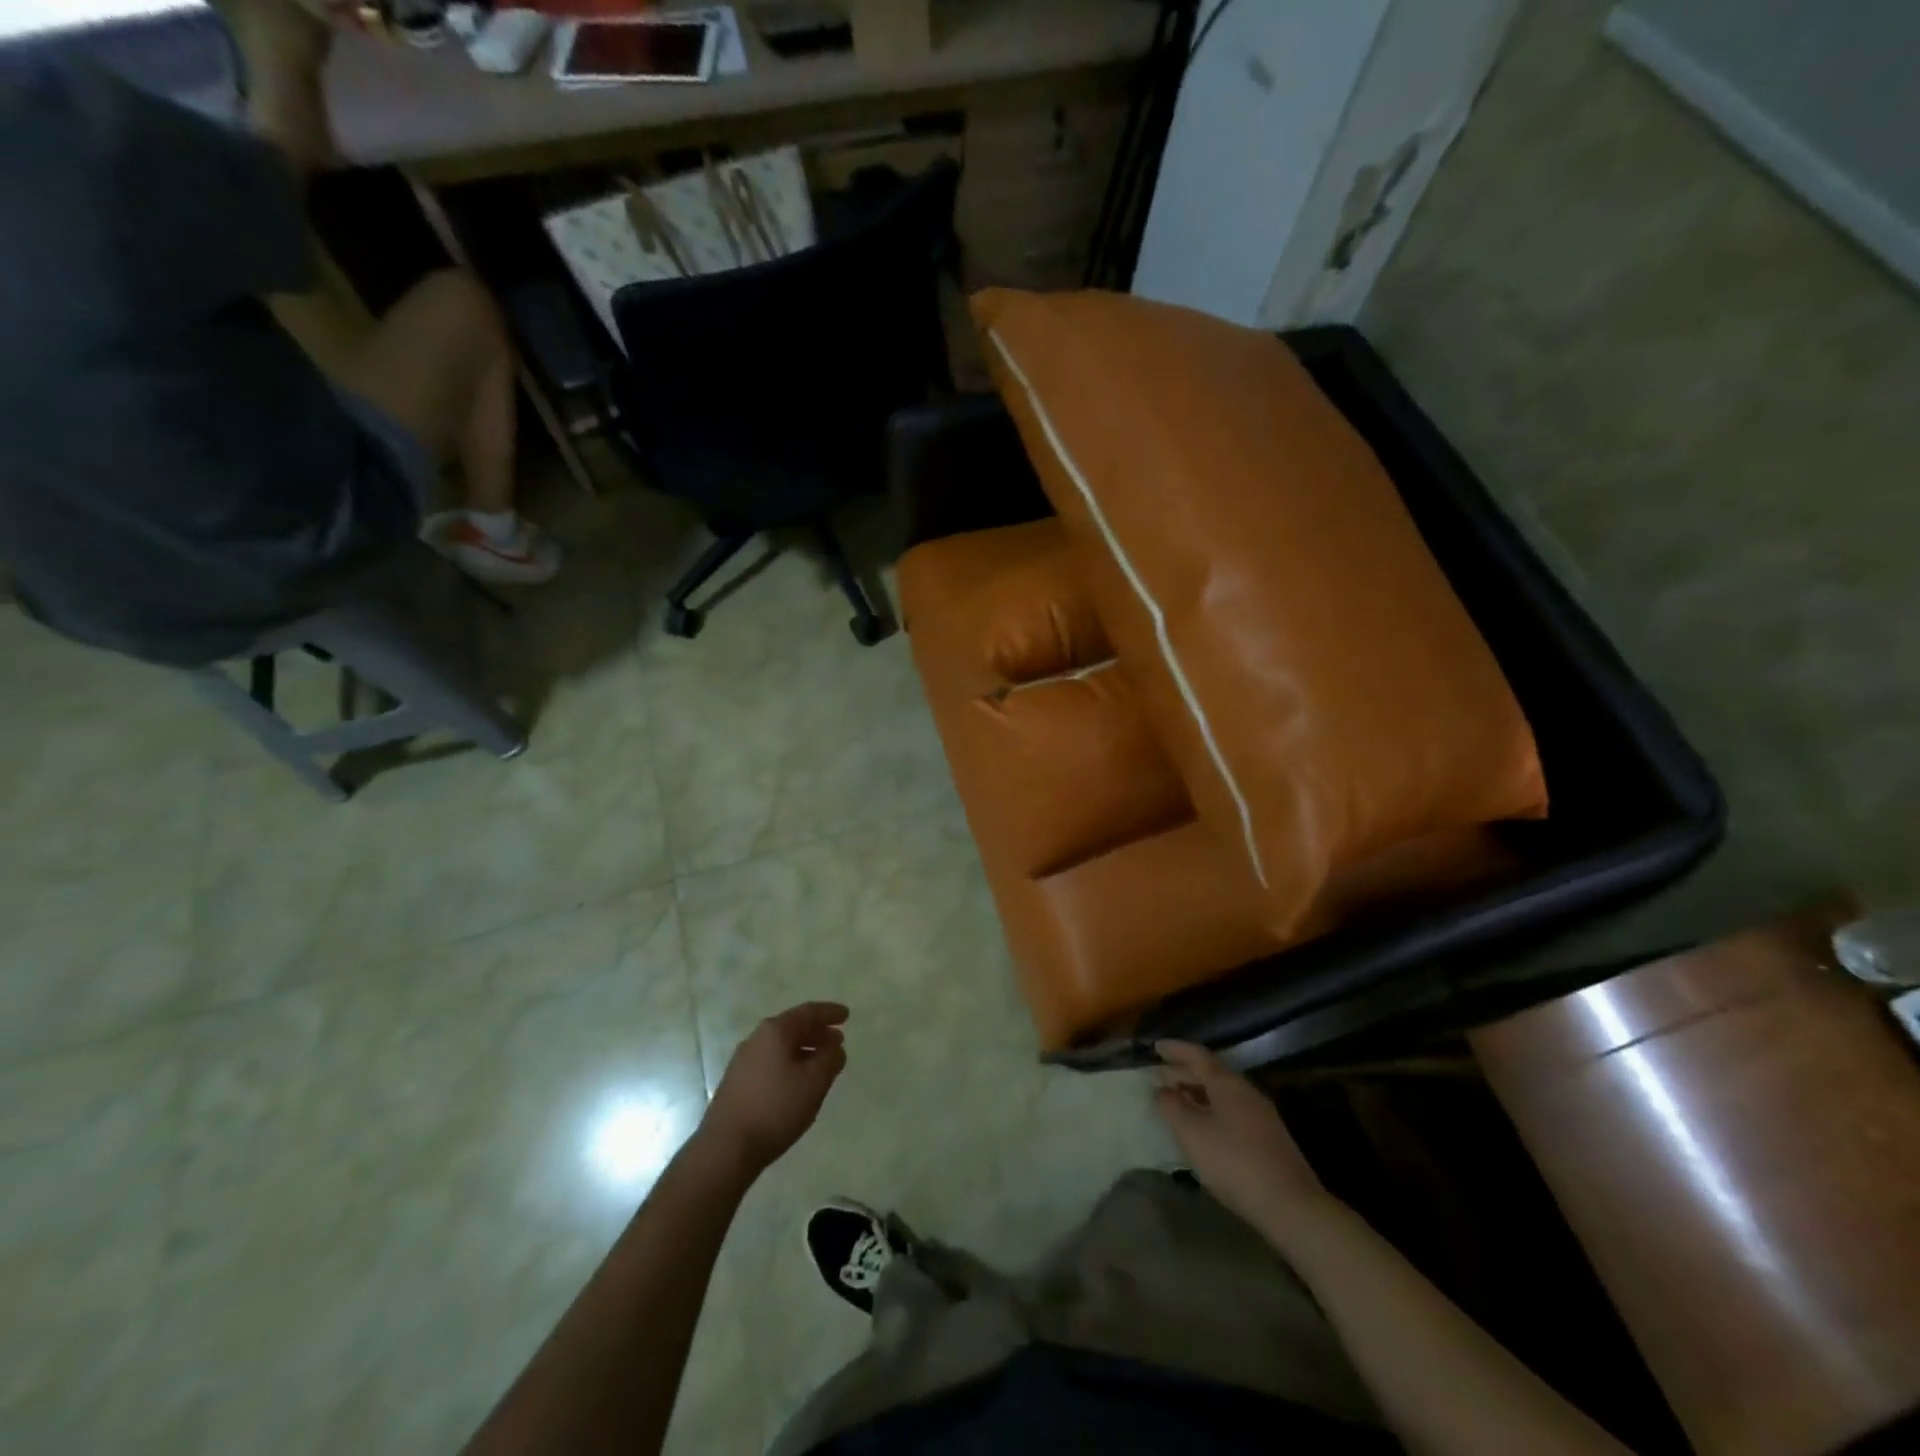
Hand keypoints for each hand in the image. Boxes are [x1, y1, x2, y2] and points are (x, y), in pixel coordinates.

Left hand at [701, 1003, 848, 1175]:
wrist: (726, 1147)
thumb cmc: (775, 1108)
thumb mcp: (814, 1082)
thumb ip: (830, 1059)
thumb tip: (835, 1048)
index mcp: (775, 1031)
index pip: (808, 1012)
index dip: (829, 1013)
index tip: (846, 1015)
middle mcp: (757, 1039)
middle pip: (793, 1027)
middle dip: (817, 1032)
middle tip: (837, 1041)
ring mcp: (743, 1061)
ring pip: (781, 1046)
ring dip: (804, 1050)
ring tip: (821, 1063)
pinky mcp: (737, 1083)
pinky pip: (771, 1062)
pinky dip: (790, 1064)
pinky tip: (797, 1082)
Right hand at [1153, 1040, 1331, 1234]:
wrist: (1291, 1206)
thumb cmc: (1234, 1162)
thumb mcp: (1192, 1132)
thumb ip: (1171, 1106)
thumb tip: (1161, 1089)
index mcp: (1228, 1083)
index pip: (1198, 1055)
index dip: (1175, 1049)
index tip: (1155, 1046)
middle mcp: (1246, 1092)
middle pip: (1211, 1073)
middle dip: (1183, 1072)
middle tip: (1159, 1076)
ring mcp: (1261, 1116)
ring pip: (1222, 1094)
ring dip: (1196, 1093)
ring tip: (1176, 1101)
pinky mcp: (1268, 1139)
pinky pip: (1231, 1112)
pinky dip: (1210, 1110)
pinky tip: (1202, 1128)